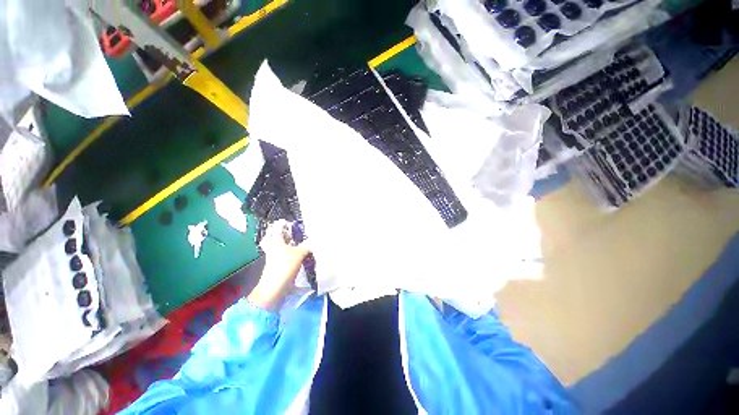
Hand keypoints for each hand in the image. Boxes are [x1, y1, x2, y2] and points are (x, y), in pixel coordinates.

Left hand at [247, 220, 310, 309]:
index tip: (293, 221)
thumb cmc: (285, 266)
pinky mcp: (277, 265)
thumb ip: (307, 245)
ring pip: (279, 245)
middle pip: (274, 236)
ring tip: (299, 241)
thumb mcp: (299, 254)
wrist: (274, 288)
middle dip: (282, 233)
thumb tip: (316, 240)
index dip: (283, 222)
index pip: (277, 227)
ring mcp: (273, 257)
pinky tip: (300, 252)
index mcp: (275, 241)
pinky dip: (289, 252)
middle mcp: (273, 247)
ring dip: (287, 243)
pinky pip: (283, 254)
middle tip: (292, 231)